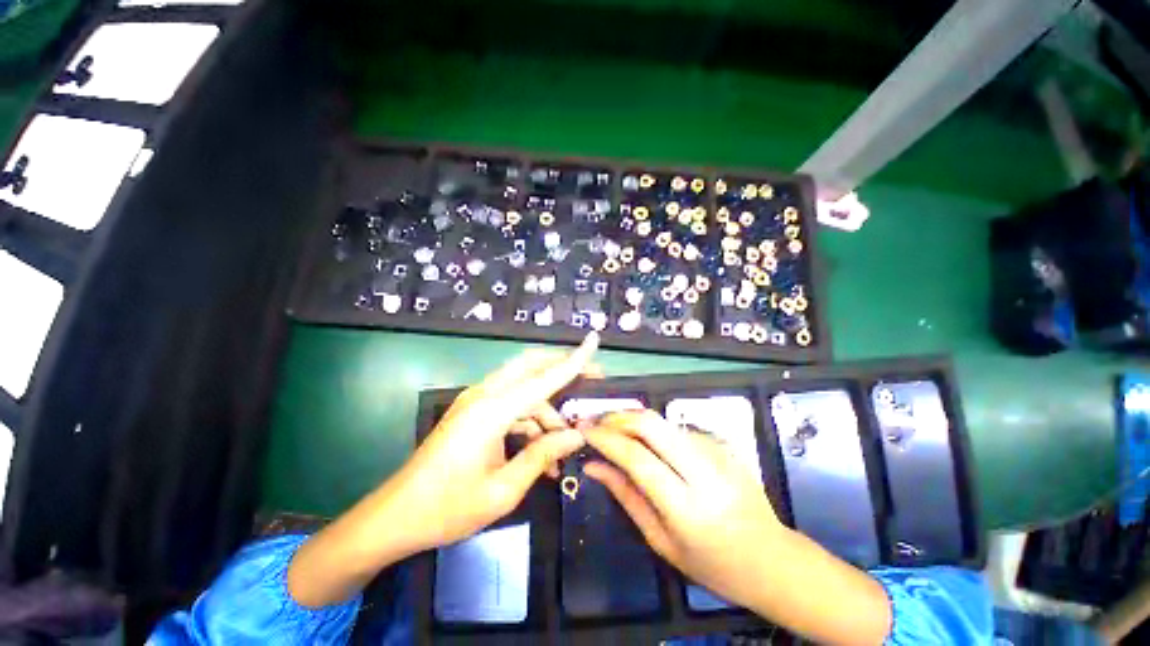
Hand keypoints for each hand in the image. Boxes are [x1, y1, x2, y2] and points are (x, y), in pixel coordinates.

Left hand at [380, 331, 600, 553]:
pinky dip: (530, 420)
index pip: (544, 377)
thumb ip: (543, 456)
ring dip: (547, 410)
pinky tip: (542, 450)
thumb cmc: (448, 508)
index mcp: (493, 410)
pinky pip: (512, 404)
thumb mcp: (504, 490)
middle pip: (531, 366)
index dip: (573, 360)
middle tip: (591, 381)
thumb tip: (576, 435)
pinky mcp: (474, 411)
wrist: (395, 516)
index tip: (594, 340)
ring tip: (565, 444)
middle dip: (562, 368)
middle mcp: (485, 395)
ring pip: (524, 389)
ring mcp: (477, 401)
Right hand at [582, 410, 783, 607]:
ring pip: (663, 421)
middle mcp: (703, 471)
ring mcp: (717, 452)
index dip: (605, 438)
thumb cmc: (712, 564)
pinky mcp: (722, 444)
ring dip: (634, 421)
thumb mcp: (661, 541)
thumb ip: (625, 496)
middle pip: (651, 423)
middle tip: (597, 423)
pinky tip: (649, 444)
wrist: (772, 559)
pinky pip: (678, 429)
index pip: (636, 457)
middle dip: (617, 417)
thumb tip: (593, 466)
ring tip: (615, 432)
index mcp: (686, 506)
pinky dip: (655, 431)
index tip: (583, 429)